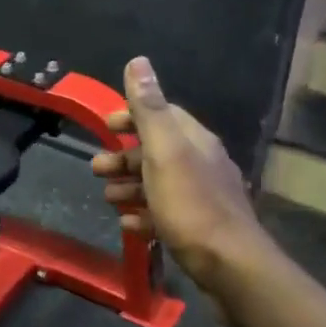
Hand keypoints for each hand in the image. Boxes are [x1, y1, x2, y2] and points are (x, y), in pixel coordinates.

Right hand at [91, 56, 272, 301]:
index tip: (106, 125)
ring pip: (160, 184)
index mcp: (195, 142)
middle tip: (95, 168)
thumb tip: (138, 61)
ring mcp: (202, 199)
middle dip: (124, 157)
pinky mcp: (199, 229)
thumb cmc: (191, 205)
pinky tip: (129, 226)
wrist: (230, 266)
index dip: (133, 116)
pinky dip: (144, 216)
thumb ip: (150, 109)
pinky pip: (166, 215)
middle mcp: (202, 164)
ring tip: (107, 199)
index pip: (163, 115)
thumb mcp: (165, 152)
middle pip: (157, 152)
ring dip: (130, 187)